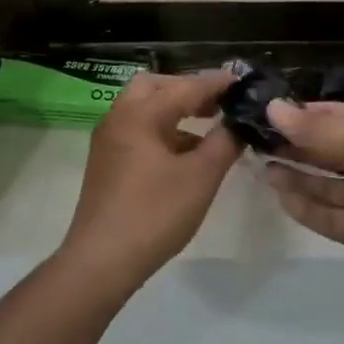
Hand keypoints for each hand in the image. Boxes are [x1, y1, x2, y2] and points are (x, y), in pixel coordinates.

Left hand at [59, 70, 243, 293]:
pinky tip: (184, 154)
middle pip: (155, 86)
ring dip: (174, 110)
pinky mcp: (106, 162)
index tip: (243, 82)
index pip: (185, 87)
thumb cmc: (154, 214)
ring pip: (143, 108)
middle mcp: (119, 117)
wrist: (101, 261)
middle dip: (188, 89)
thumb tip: (238, 123)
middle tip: (217, 103)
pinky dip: (162, 130)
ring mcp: (108, 140)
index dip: (216, 83)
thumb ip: (224, 143)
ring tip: (208, 127)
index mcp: (140, 114)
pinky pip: (137, 129)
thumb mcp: (200, 178)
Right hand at [263, 100, 343, 290]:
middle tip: (249, 140)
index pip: (327, 115)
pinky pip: (329, 216)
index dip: (295, 114)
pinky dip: (305, 207)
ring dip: (294, 174)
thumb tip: (272, 108)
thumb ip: (317, 132)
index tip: (257, 112)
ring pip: (323, 183)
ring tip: (258, 165)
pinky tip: (279, 196)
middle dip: (291, 143)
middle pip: (323, 148)